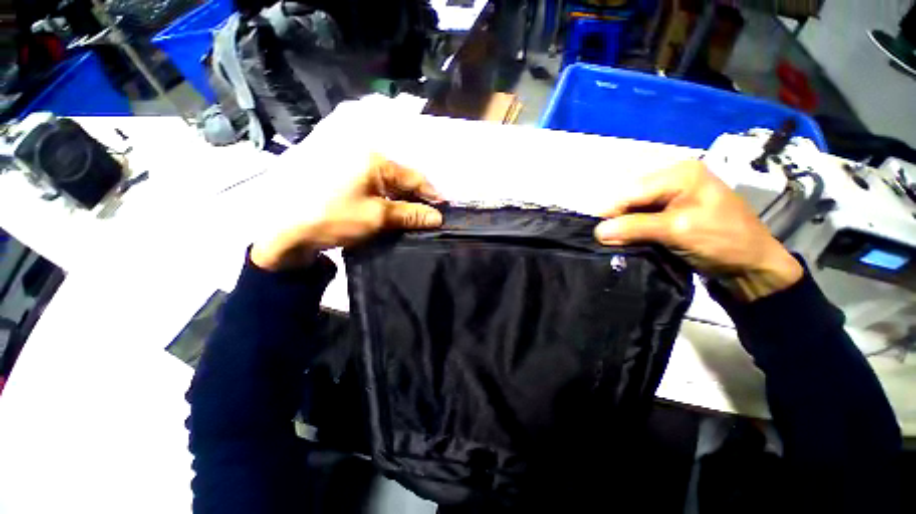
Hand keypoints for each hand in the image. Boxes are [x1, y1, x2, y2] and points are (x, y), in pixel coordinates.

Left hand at [251, 155, 443, 270]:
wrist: (290, 231)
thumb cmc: (335, 218)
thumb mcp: (376, 217)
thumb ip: (409, 214)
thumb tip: (436, 216)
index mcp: (374, 159)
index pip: (412, 176)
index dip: (430, 194)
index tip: (443, 212)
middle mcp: (362, 158)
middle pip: (398, 178)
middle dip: (413, 199)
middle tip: (426, 220)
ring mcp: (348, 170)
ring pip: (383, 185)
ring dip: (397, 203)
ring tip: (408, 222)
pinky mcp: (338, 184)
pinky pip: (368, 190)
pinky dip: (380, 203)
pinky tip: (385, 218)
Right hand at [593, 160, 802, 301]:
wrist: (755, 267)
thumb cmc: (722, 241)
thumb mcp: (680, 231)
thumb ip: (638, 227)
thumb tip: (598, 230)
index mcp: (681, 172)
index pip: (637, 187)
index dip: (613, 209)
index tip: (593, 232)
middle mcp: (681, 179)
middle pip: (640, 196)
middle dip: (623, 218)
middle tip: (605, 243)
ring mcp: (685, 198)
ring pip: (648, 209)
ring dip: (634, 228)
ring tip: (618, 247)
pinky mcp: (688, 217)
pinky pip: (659, 220)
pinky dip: (648, 233)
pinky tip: (638, 245)